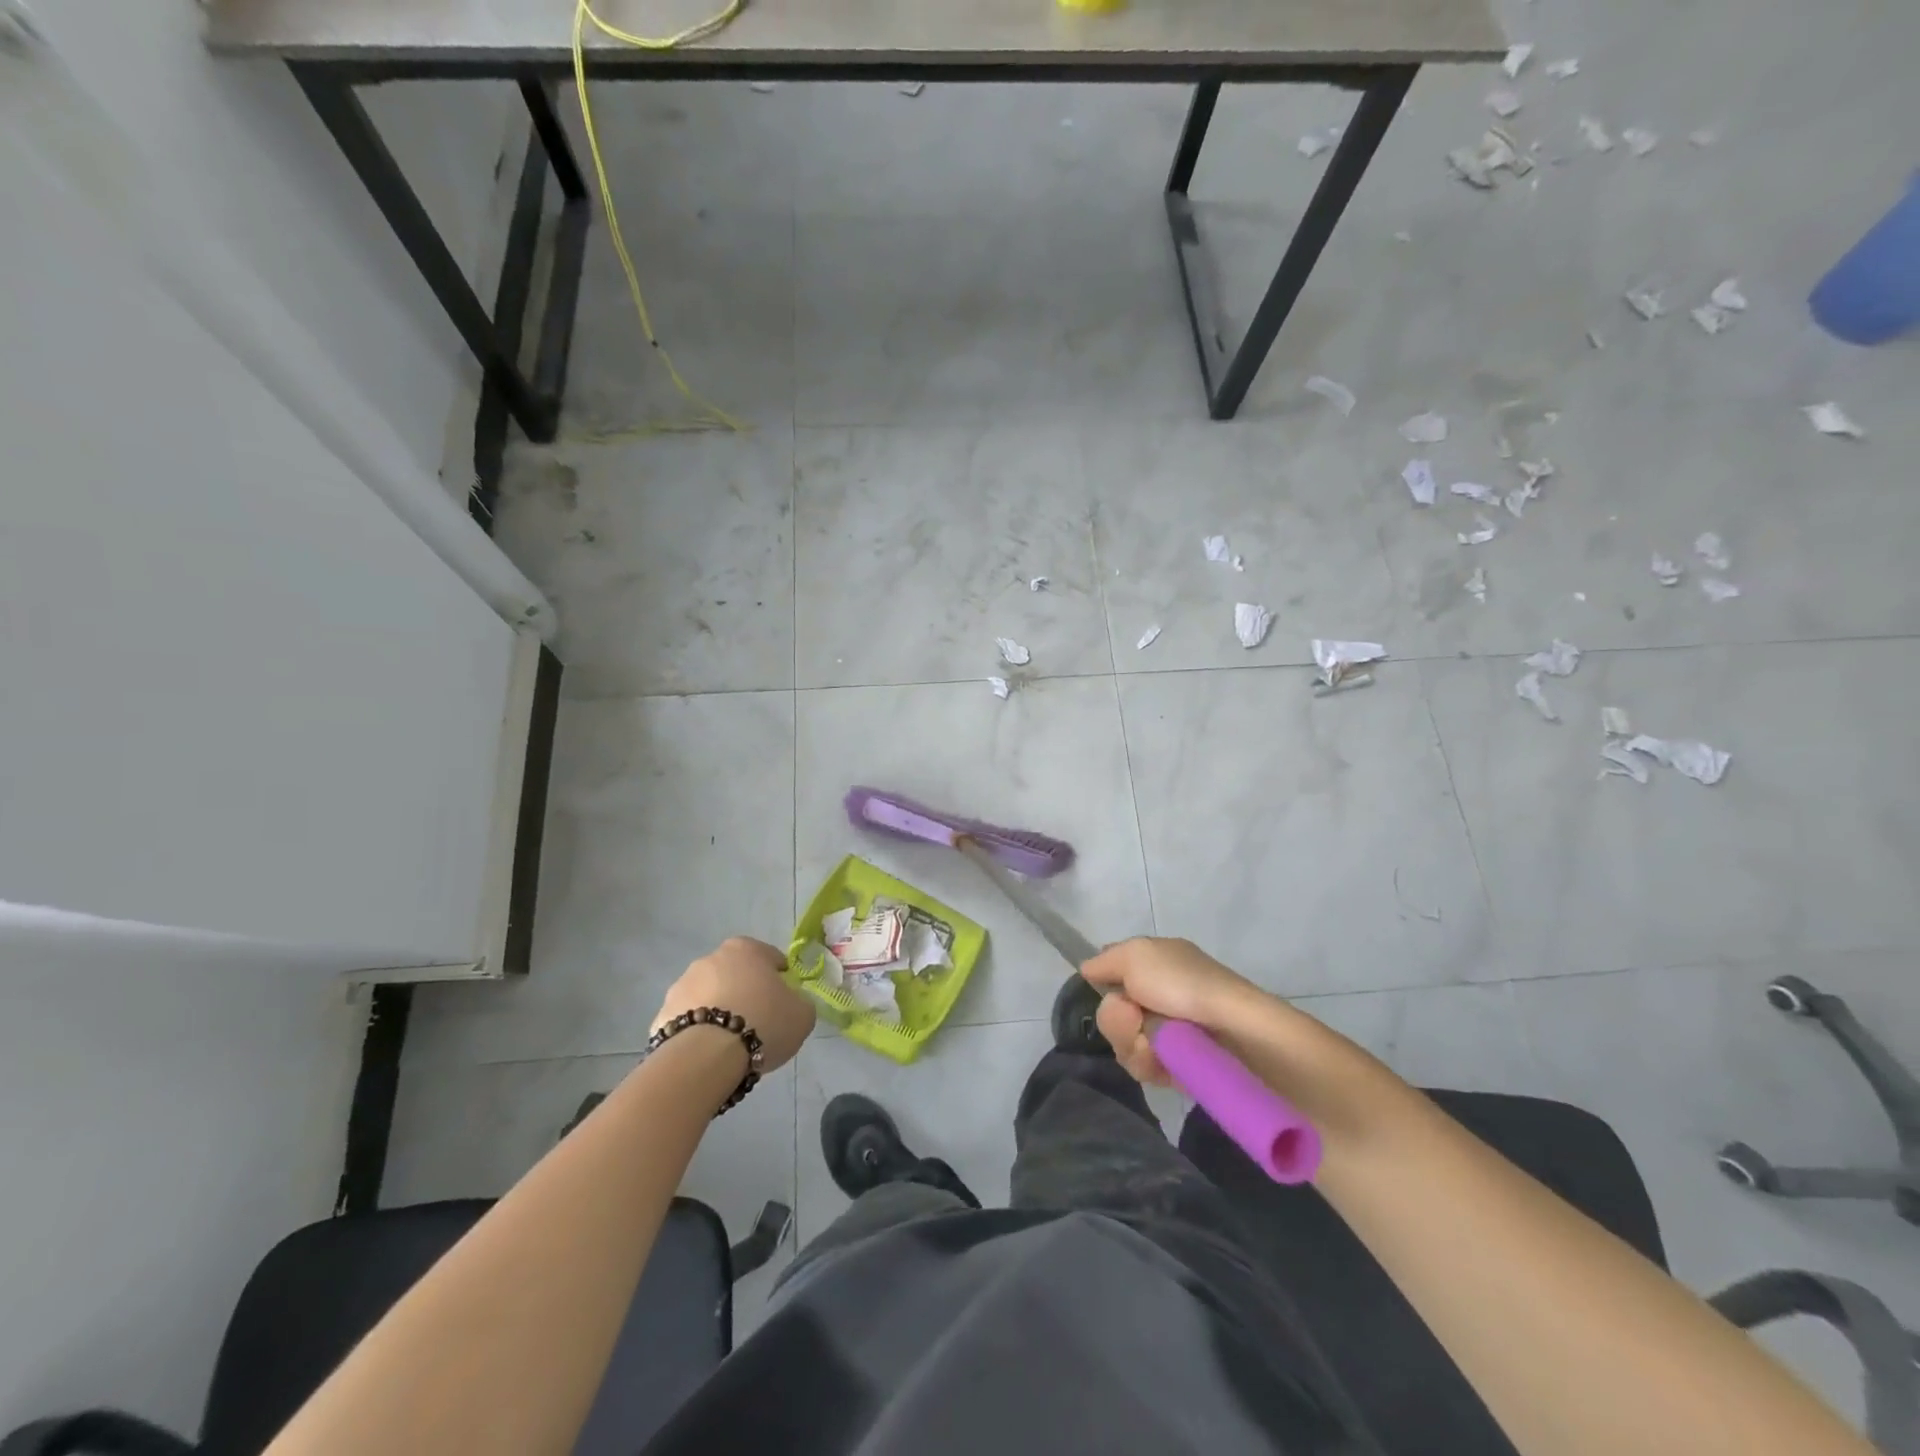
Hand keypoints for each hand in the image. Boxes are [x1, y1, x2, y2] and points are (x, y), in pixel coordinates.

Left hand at [654, 937, 814, 1072]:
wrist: (707, 1056)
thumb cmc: (763, 1023)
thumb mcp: (802, 1014)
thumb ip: (799, 1003)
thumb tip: (790, 1005)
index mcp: (745, 948)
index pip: (770, 957)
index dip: (780, 979)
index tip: (784, 1001)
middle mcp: (710, 958)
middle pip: (735, 975)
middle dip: (745, 993)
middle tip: (758, 1022)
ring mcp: (681, 986)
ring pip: (708, 997)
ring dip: (719, 1011)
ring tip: (731, 1044)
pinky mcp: (661, 1015)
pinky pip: (688, 1022)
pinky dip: (697, 1033)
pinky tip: (708, 1054)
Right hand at [1081, 937, 1268, 1087]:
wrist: (1240, 1036)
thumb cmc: (1187, 985)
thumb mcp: (1138, 955)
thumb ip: (1107, 960)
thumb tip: (1088, 969)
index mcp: (1155, 964)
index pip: (1112, 975)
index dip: (1104, 986)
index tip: (1106, 989)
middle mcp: (1160, 996)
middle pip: (1112, 1014)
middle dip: (1117, 1020)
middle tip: (1136, 1019)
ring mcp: (1170, 1033)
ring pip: (1124, 1044)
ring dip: (1133, 1045)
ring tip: (1157, 1047)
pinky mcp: (1179, 1066)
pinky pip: (1145, 1069)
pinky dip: (1151, 1065)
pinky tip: (1166, 1065)